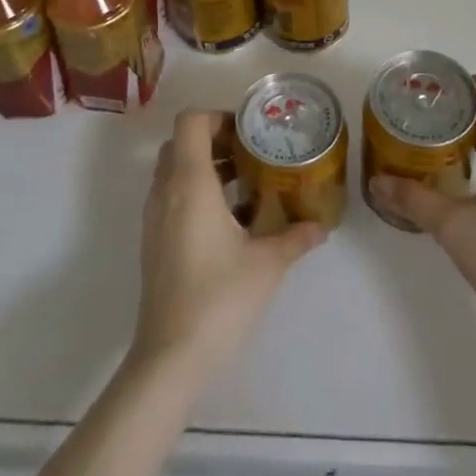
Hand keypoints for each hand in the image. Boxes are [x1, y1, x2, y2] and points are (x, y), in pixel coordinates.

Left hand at [130, 110, 326, 378]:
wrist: (170, 358)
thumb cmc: (219, 298)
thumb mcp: (267, 263)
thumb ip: (296, 237)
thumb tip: (322, 226)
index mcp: (190, 183)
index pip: (191, 122)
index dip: (217, 117)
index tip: (247, 133)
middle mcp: (165, 192)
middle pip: (181, 143)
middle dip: (214, 140)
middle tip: (249, 154)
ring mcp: (154, 218)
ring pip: (174, 171)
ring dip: (205, 167)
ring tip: (246, 185)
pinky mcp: (153, 243)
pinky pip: (171, 197)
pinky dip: (195, 193)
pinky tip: (229, 221)